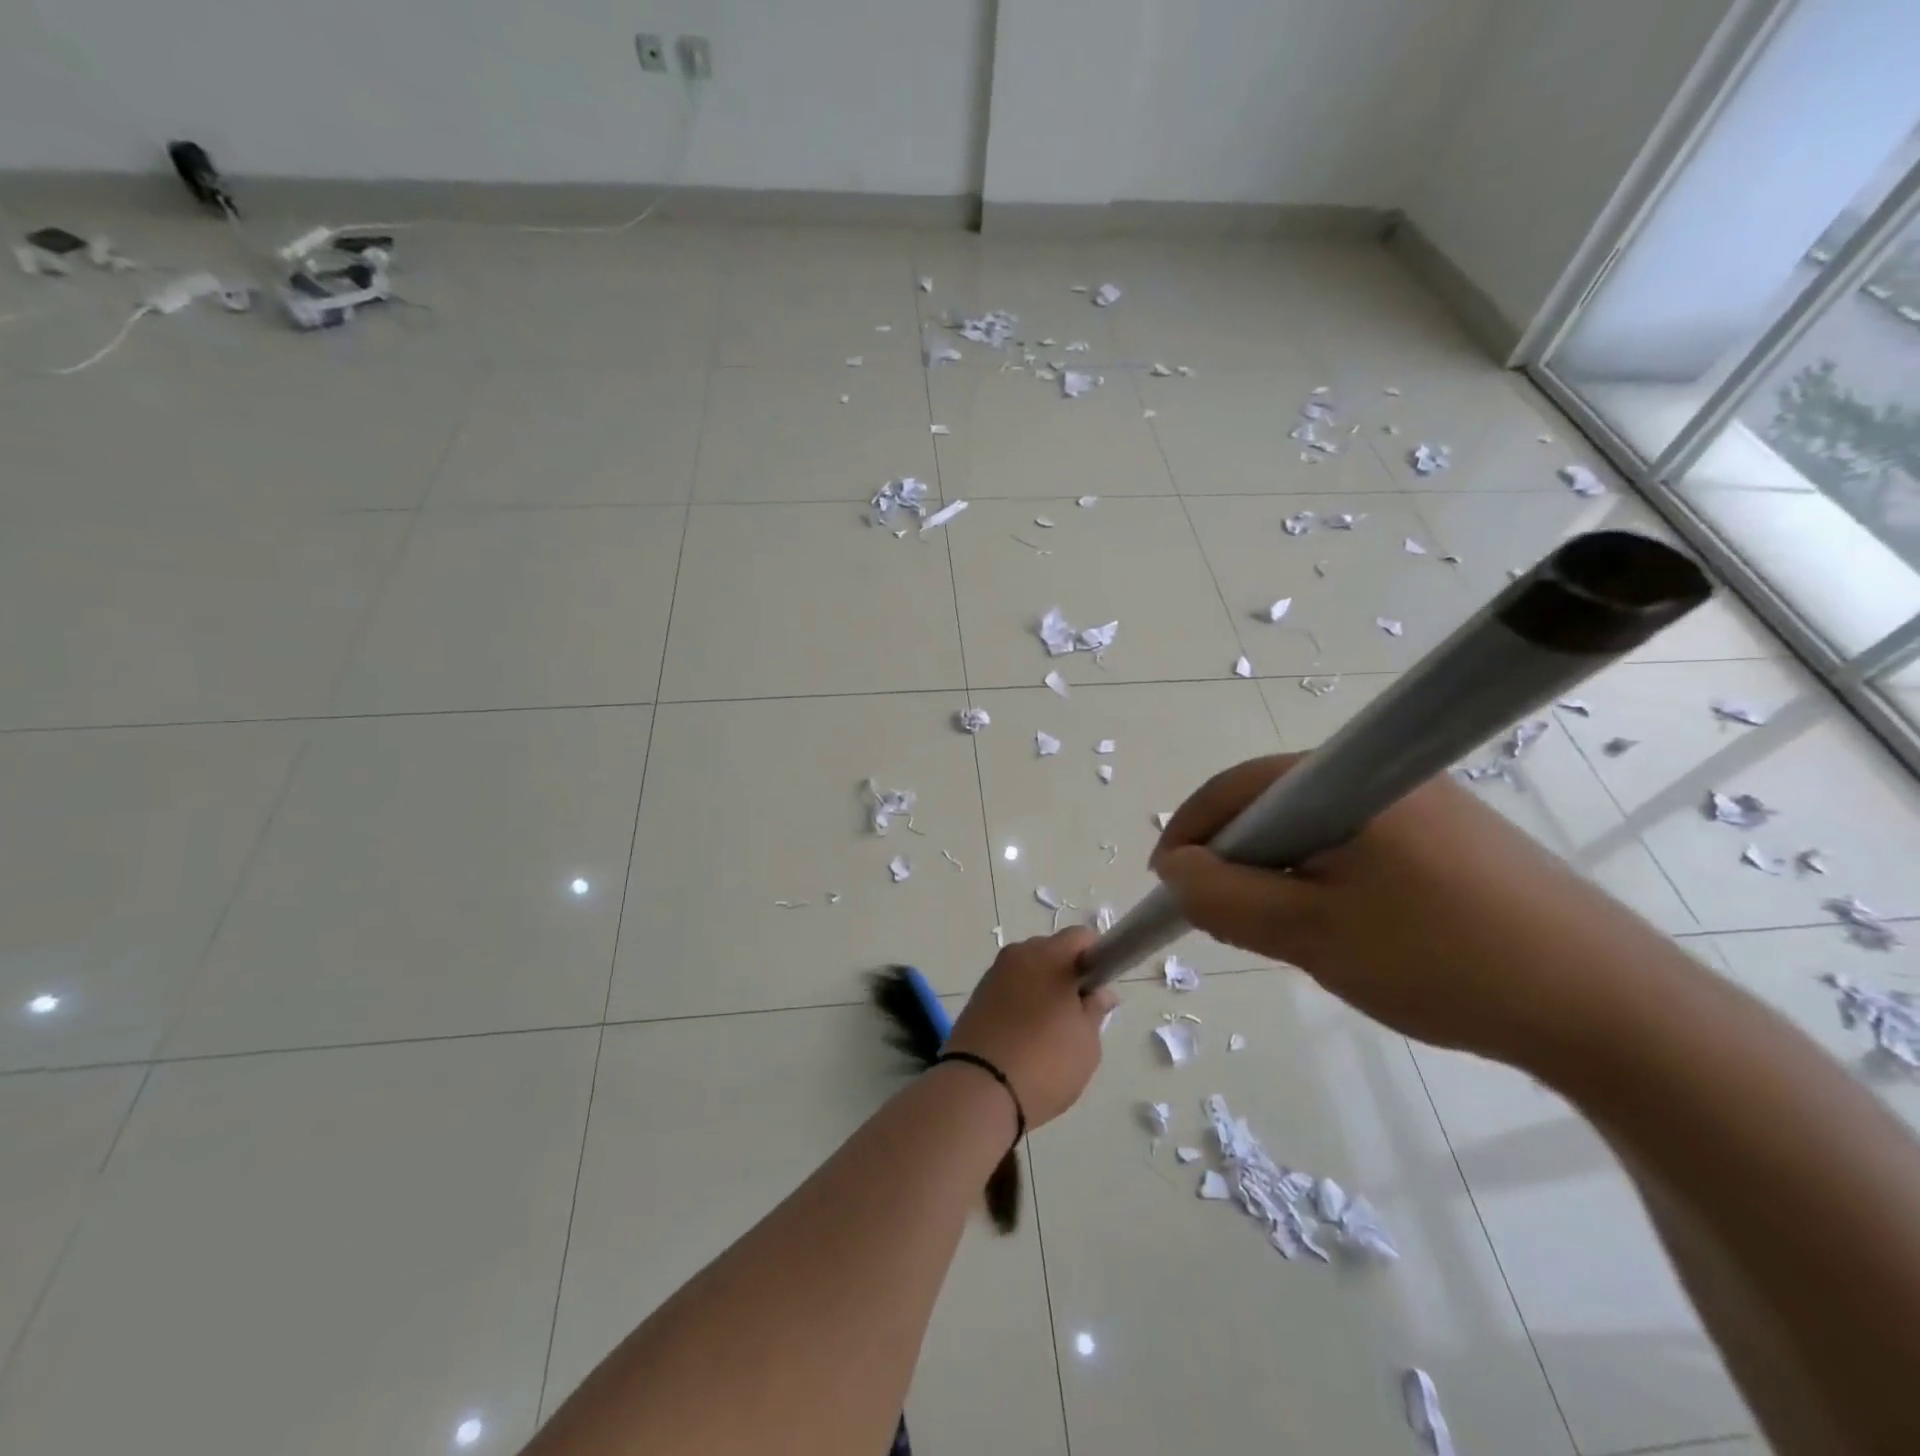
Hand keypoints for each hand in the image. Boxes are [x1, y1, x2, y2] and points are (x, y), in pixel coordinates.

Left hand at [944, 928, 1117, 1128]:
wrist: (979, 1089)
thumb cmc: (1045, 1062)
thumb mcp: (1086, 1042)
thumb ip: (1095, 1010)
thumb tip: (1101, 992)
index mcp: (1050, 956)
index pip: (1081, 936)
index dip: (1096, 957)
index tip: (1099, 987)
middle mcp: (1018, 954)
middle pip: (1052, 950)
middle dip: (1067, 972)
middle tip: (1077, 1012)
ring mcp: (994, 973)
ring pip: (1029, 969)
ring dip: (1042, 987)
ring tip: (1049, 1029)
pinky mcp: (977, 995)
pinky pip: (1009, 986)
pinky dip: (1021, 1000)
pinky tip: (1024, 1033)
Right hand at [1150, 754, 1647, 1066]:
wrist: (1612, 1012)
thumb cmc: (1442, 962)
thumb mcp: (1310, 935)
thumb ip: (1225, 898)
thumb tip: (1175, 869)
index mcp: (1349, 780)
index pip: (1237, 788)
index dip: (1191, 832)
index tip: (1168, 885)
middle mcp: (1385, 775)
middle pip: (1276, 805)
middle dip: (1238, 859)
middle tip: (1227, 918)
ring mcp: (1427, 804)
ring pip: (1318, 828)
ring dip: (1284, 873)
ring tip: (1290, 932)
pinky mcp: (1456, 838)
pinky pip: (1361, 845)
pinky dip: (1329, 879)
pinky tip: (1351, 928)